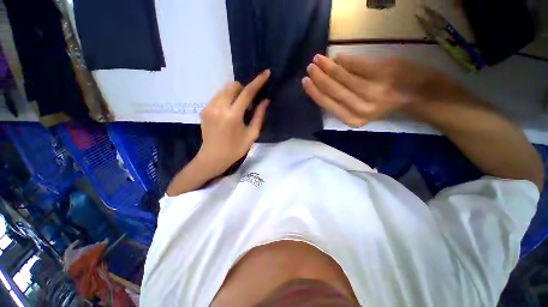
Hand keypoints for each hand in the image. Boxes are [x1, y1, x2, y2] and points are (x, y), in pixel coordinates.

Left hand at [197, 70, 270, 175]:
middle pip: (233, 86)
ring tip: (238, 108)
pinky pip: (218, 96)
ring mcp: (209, 107)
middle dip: (243, 89)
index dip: (258, 82)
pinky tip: (228, 111)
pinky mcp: (204, 109)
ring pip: (224, 89)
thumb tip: (265, 101)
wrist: (213, 157)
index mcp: (233, 116)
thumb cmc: (236, 149)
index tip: (266, 73)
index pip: (247, 92)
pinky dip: (226, 99)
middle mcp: (219, 107)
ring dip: (234, 93)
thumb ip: (259, 116)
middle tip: (248, 103)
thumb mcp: (252, 134)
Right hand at [302, 53, 444, 126]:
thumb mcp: (362, 111)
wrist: (419, 95)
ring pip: (341, 76)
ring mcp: (372, 90)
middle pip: (332, 89)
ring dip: (327, 66)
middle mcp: (360, 108)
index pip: (327, 104)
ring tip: (318, 59)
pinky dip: (345, 60)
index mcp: (353, 119)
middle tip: (310, 67)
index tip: (305, 82)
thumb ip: (343, 102)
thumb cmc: (387, 105)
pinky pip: (357, 64)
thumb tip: (324, 86)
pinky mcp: (383, 73)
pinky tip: (337, 57)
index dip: (314, 92)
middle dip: (318, 77)